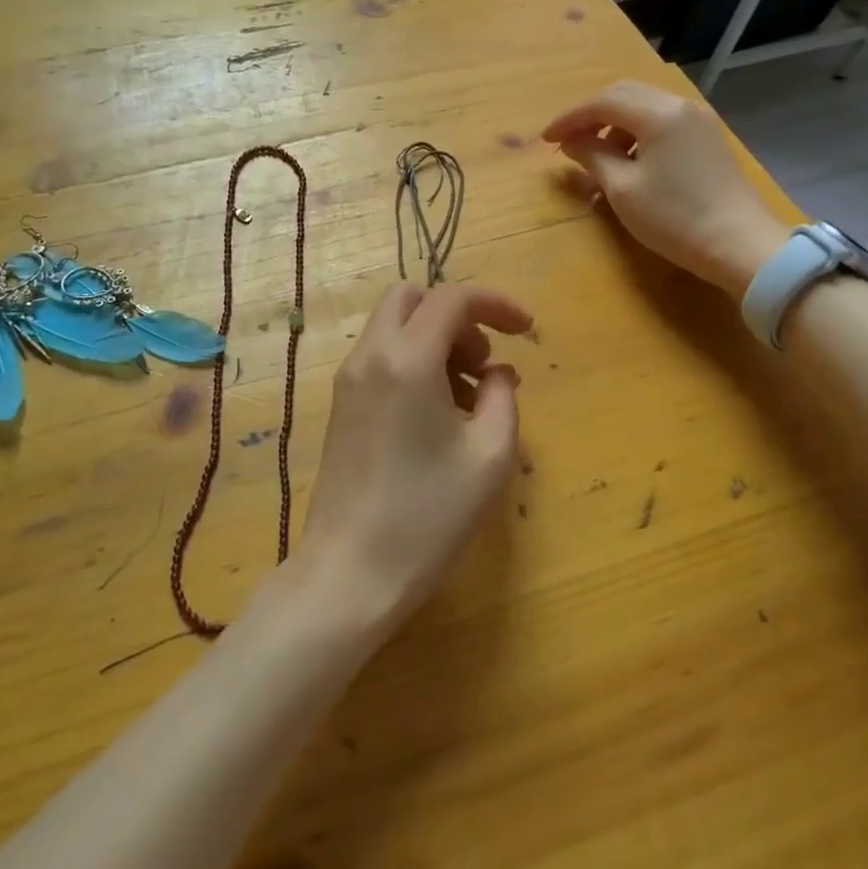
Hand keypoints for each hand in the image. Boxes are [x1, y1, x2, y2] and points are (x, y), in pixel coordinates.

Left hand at [293, 283, 531, 633]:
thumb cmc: (427, 516)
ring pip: (393, 326)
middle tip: (484, 364)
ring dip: (435, 341)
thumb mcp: (489, 456)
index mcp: (407, 359)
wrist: (350, 571)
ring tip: (469, 399)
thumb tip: (497, 372)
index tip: (527, 330)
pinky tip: (437, 415)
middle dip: (456, 317)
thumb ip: (503, 396)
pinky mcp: (340, 405)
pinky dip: (413, 362)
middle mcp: (369, 356)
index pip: (452, 297)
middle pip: (412, 299)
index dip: (496, 303)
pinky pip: (380, 357)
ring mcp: (348, 380)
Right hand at [544, 79, 786, 298]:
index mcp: (658, 114)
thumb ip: (592, 157)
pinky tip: (628, 162)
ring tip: (597, 157)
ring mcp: (698, 121)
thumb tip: (572, 141)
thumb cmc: (674, 218)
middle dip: (590, 115)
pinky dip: (636, 133)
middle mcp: (680, 106)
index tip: (545, 140)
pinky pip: (662, 122)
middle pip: (624, 95)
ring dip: (614, 125)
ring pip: (644, 107)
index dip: (569, 118)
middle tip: (567, 142)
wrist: (740, 245)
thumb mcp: (622, 189)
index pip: (602, 102)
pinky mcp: (707, 139)